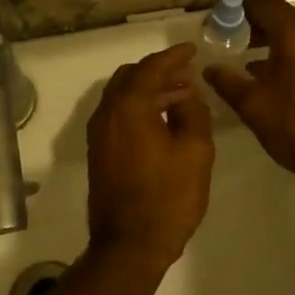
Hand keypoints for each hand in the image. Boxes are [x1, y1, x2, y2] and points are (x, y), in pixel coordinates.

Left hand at [86, 44, 214, 269]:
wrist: (130, 244)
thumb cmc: (168, 196)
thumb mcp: (195, 150)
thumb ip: (192, 112)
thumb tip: (186, 94)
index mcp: (128, 106)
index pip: (150, 68)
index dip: (173, 57)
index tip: (191, 49)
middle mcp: (107, 114)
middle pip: (131, 77)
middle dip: (159, 71)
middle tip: (187, 74)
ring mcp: (99, 134)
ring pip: (123, 97)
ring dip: (149, 90)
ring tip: (181, 95)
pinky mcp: (99, 153)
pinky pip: (119, 115)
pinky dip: (139, 107)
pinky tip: (162, 119)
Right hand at [204, 0, 294, 186]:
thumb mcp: (253, 105)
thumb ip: (227, 81)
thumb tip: (209, 69)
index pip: (263, 1)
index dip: (238, 0)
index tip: (217, 7)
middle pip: (281, 14)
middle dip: (252, 18)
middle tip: (225, 30)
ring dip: (269, 36)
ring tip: (242, 50)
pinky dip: (286, 50)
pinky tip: (268, 72)